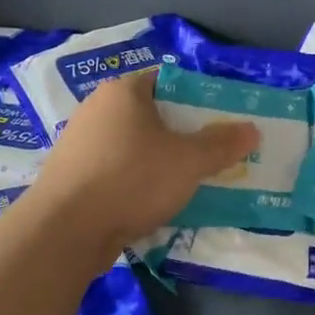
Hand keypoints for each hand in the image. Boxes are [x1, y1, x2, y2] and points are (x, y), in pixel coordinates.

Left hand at [23, 69, 258, 247]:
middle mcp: (97, 109)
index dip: (198, 97)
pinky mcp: (71, 176)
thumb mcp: (189, 161)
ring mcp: (80, 144)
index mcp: (123, 91)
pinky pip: (116, 170)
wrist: (62, 233)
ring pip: (134, 145)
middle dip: (182, 133)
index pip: (169, 81)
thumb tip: (252, 130)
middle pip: (153, 113)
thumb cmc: (130, 180)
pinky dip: (136, 181)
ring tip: (189, 181)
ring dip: (160, 160)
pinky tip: (154, 202)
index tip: (221, 119)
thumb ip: (222, 144)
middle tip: (212, 152)